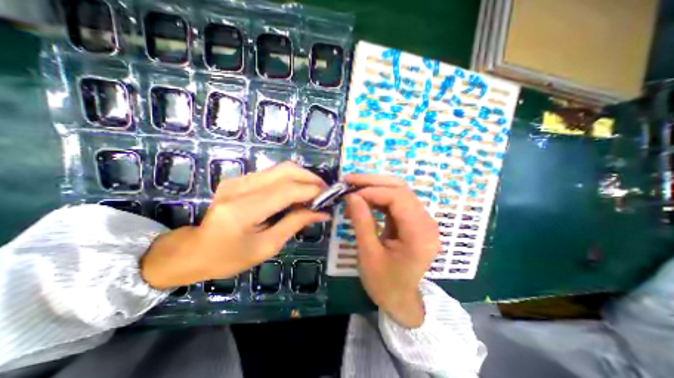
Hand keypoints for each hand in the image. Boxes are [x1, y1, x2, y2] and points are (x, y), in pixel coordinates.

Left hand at [140, 163, 330, 288]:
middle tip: (325, 191)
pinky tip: (297, 192)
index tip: (329, 197)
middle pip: (285, 170)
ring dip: (302, 177)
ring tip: (314, 192)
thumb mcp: (267, 246)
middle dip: (310, 178)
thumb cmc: (229, 257)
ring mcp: (237, 180)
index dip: (312, 191)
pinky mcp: (239, 179)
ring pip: (280, 168)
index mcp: (242, 211)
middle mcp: (239, 188)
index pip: (287, 191)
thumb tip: (322, 213)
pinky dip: (290, 179)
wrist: (193, 250)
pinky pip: (272, 173)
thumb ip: (295, 224)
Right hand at [344, 174, 440, 327]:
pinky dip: (377, 197)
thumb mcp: (368, 254)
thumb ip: (362, 222)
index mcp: (419, 235)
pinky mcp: (412, 220)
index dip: (373, 191)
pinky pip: (395, 201)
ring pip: (398, 191)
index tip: (349, 193)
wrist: (399, 299)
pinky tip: (363, 199)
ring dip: (374, 187)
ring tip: (352, 187)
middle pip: (401, 189)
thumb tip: (351, 196)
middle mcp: (426, 222)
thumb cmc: (384, 283)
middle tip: (349, 180)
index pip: (398, 198)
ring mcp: (421, 220)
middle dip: (373, 182)